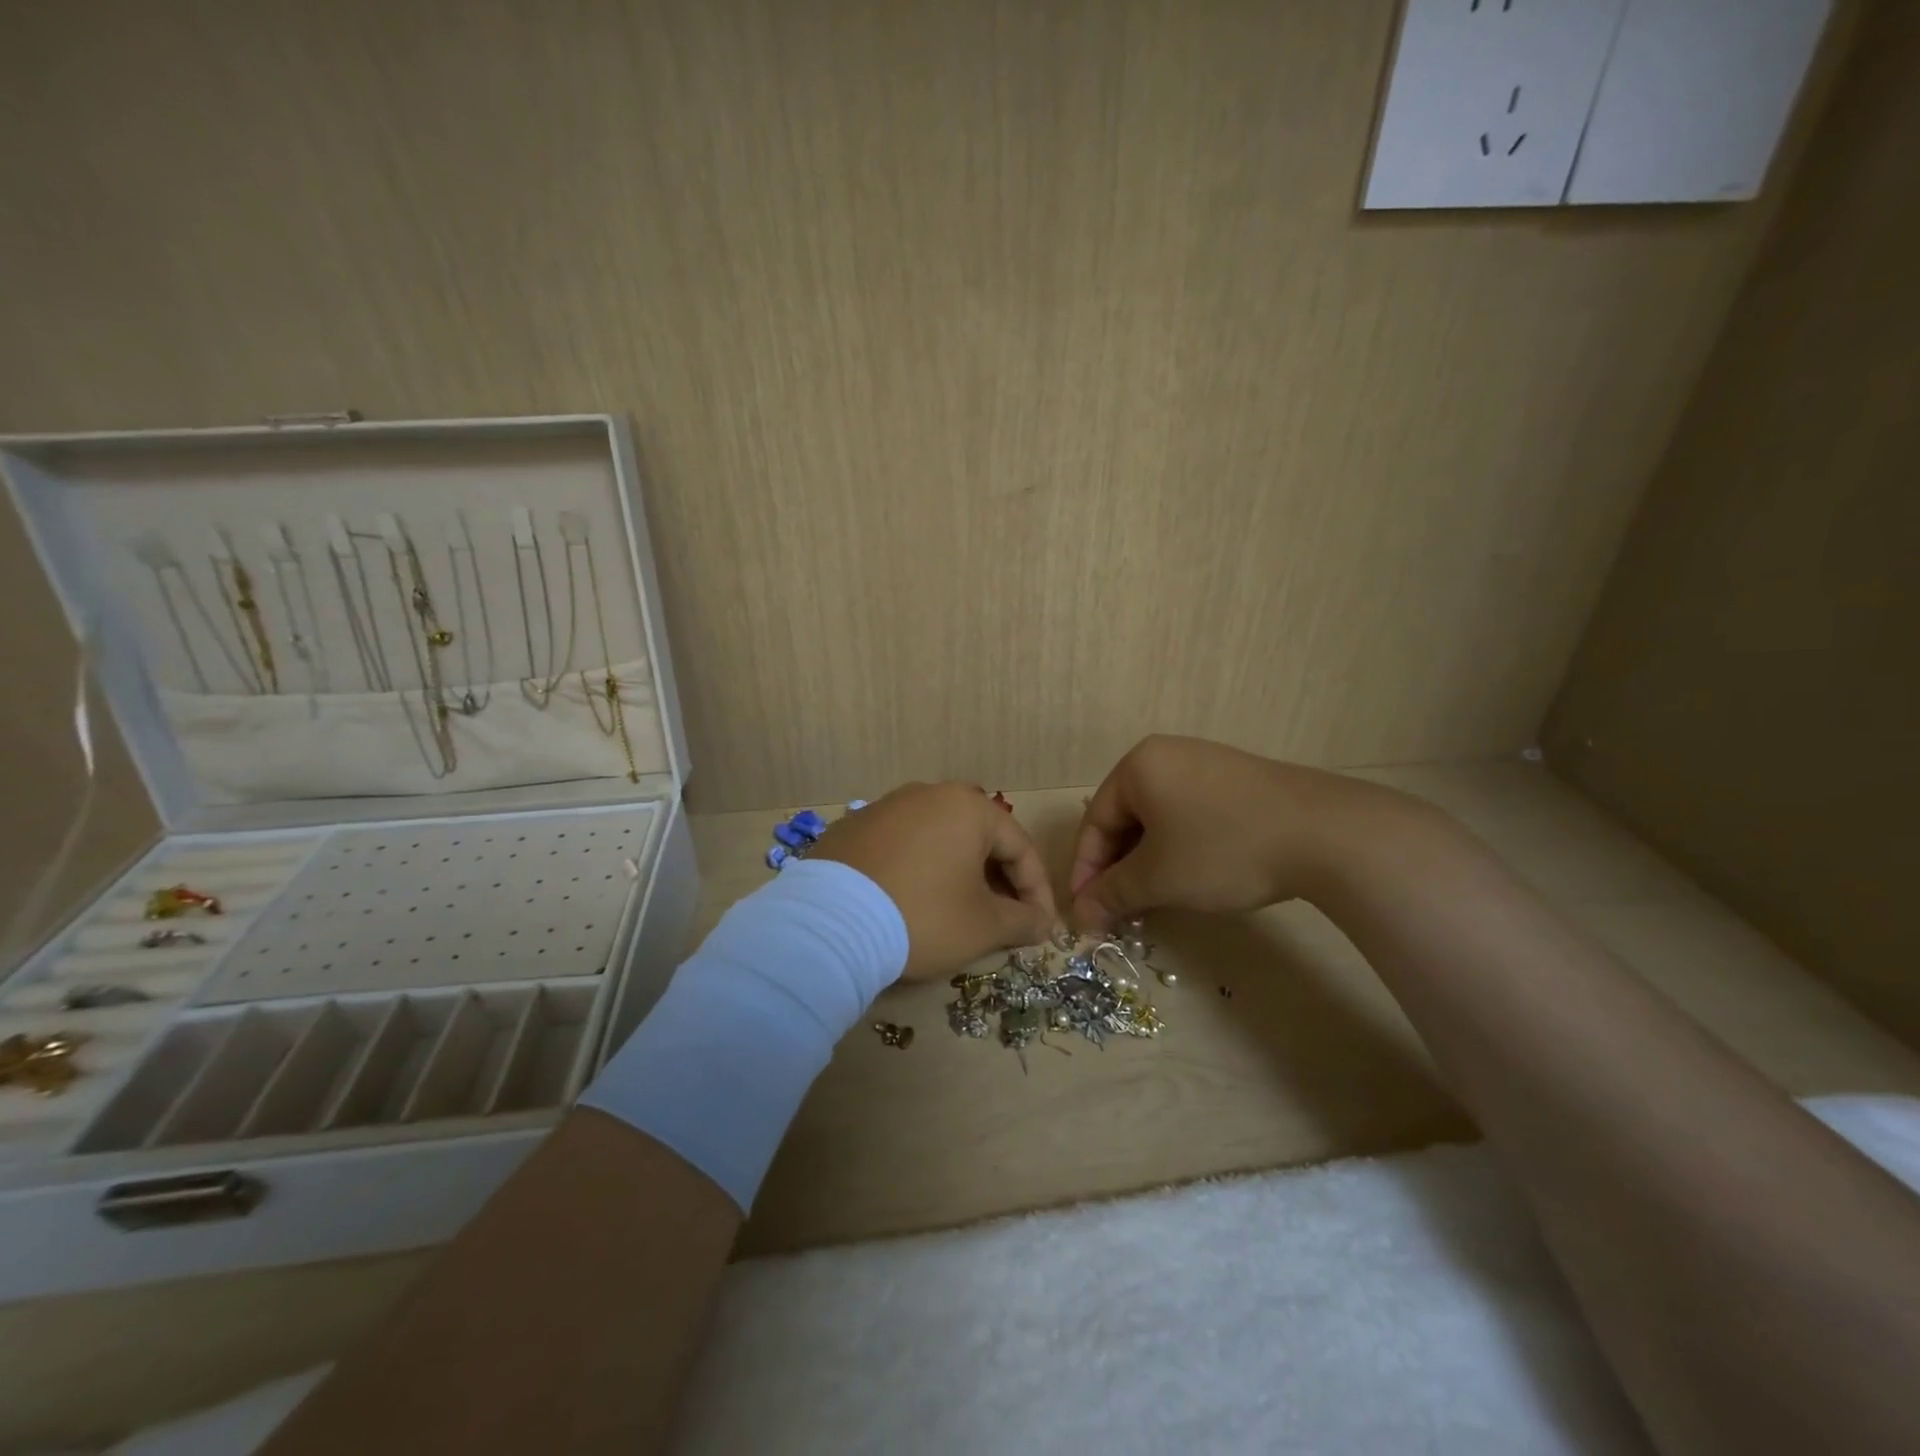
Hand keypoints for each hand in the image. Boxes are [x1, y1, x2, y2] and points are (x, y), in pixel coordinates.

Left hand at [809, 782, 1058, 979]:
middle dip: (997, 881)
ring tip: (959, 912)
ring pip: (938, 841)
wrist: (827, 925)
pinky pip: (901, 848)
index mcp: (967, 807)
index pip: (1019, 847)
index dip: (1037, 890)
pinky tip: (911, 903)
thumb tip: (1042, 923)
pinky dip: (917, 872)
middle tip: (1004, 919)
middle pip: (978, 839)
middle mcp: (927, 794)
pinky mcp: (851, 829)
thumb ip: (1022, 920)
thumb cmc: (922, 916)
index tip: (1040, 926)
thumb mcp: (983, 926)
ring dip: (957, 875)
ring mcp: (884, 808)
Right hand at [1069, 735, 1408, 931]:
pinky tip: (1190, 878)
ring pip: (1158, 819)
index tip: (1085, 913)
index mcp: (1138, 766)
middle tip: (1117, 911)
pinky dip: (1179, 848)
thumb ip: (1112, 894)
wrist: (1325, 833)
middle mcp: (1168, 755)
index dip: (1086, 872)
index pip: (1095, 822)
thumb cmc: (1223, 848)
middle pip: (1125, 818)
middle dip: (1118, 869)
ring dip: (1147, 863)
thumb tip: (1080, 916)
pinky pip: (1190, 814)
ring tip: (1151, 901)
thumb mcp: (1159, 877)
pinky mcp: (1238, 781)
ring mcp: (1207, 764)